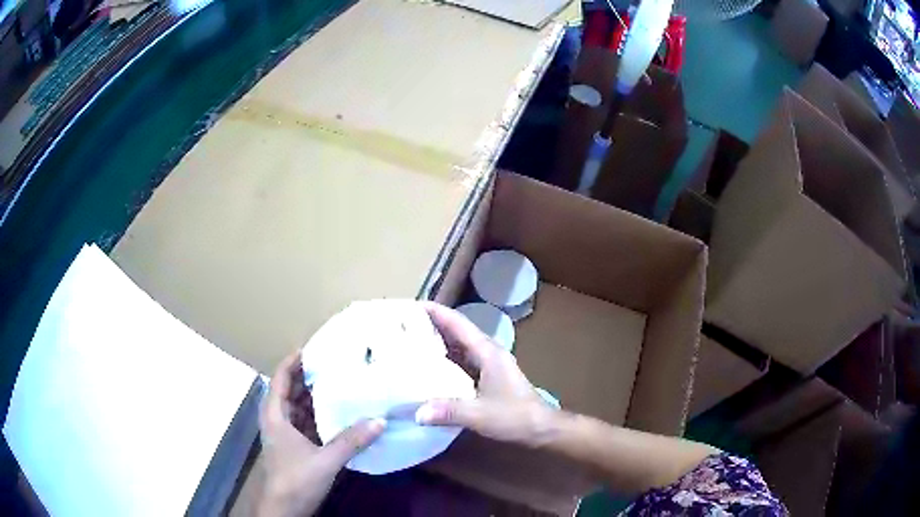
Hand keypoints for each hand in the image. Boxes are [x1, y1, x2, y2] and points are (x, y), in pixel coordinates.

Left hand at [258, 352, 385, 516]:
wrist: (284, 509)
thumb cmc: (296, 479)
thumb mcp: (325, 460)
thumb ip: (351, 440)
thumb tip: (379, 420)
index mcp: (275, 415)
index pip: (280, 378)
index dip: (293, 361)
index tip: (314, 348)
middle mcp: (277, 420)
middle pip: (289, 391)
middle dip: (309, 378)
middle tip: (335, 365)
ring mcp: (284, 435)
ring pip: (298, 408)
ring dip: (315, 398)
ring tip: (340, 385)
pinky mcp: (293, 447)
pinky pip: (305, 423)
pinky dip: (318, 416)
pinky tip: (338, 415)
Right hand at [416, 302, 555, 446]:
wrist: (541, 428)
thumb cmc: (515, 416)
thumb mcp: (480, 414)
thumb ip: (449, 411)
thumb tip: (417, 412)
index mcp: (487, 352)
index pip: (458, 323)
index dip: (435, 311)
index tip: (410, 305)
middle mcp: (488, 352)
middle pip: (457, 330)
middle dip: (432, 323)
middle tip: (402, 323)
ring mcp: (489, 364)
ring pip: (459, 345)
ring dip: (437, 340)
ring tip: (409, 340)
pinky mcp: (488, 376)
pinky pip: (462, 360)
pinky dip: (445, 358)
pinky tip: (429, 366)